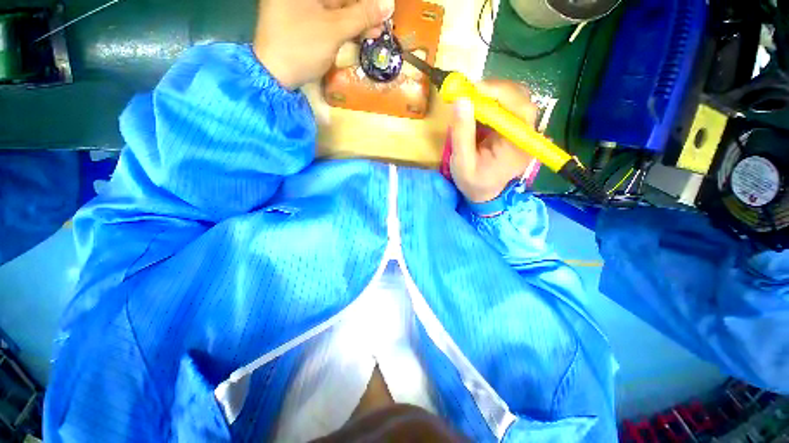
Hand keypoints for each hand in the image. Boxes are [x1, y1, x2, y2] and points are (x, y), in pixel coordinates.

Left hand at [254, 0, 394, 89]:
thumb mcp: (334, 29)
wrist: (275, 73)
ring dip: (357, 20)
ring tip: (376, 31)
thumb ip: (362, 15)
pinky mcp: (302, 20)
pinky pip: (328, 19)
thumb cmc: (302, 46)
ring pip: (335, 8)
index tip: (383, 9)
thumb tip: (389, 4)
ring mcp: (300, 5)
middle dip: (363, 10)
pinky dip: (345, 26)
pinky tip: (360, 34)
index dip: (365, 2)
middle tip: (382, 22)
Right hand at [450, 80, 538, 203]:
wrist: (483, 194)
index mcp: (518, 146)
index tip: (473, 89)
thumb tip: (461, 100)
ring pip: (515, 99)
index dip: (500, 93)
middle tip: (469, 91)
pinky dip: (491, 101)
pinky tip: (476, 106)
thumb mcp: (462, 163)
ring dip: (493, 93)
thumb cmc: (473, 183)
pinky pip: (507, 106)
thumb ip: (462, 134)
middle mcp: (526, 135)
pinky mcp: (513, 129)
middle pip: (522, 98)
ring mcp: (521, 130)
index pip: (520, 109)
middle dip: (495, 90)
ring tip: (471, 98)